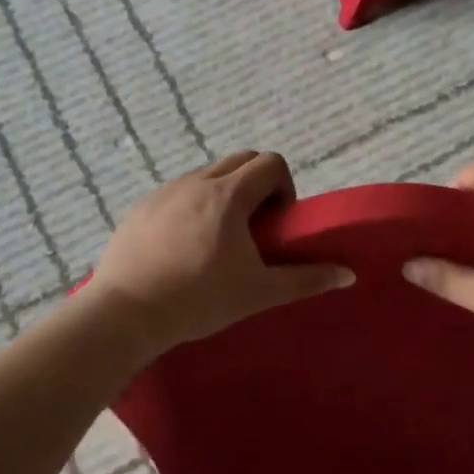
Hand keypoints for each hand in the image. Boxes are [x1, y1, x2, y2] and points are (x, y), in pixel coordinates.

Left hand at [87, 151, 352, 360]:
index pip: (270, 163)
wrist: (125, 314)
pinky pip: (177, 193)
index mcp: (228, 195)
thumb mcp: (259, 293)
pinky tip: (183, 248)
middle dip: (257, 185)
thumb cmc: (199, 300)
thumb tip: (348, 274)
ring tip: (218, 241)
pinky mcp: (140, 208)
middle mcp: (196, 182)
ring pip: (207, 175)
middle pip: (240, 160)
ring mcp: (164, 192)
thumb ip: (306, 279)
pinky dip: (193, 207)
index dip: (284, 187)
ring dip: (225, 195)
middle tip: (255, 229)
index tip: (276, 224)